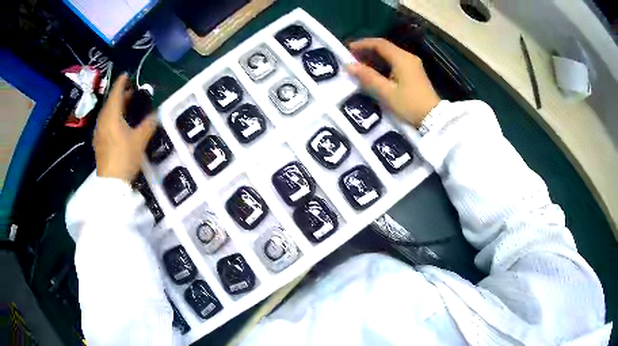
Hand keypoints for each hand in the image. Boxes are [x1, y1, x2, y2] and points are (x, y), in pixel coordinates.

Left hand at [93, 74, 156, 181]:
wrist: (111, 183)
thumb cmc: (124, 156)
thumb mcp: (140, 139)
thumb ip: (148, 123)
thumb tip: (155, 114)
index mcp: (111, 115)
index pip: (116, 93)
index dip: (122, 82)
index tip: (127, 74)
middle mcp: (103, 120)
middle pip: (111, 102)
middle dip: (121, 95)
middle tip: (132, 91)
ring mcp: (99, 132)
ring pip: (108, 113)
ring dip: (117, 106)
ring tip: (127, 105)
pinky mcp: (99, 142)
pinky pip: (106, 122)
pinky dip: (113, 117)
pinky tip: (120, 123)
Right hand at [347, 38, 440, 127]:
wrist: (433, 117)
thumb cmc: (409, 104)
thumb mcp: (386, 92)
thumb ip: (368, 77)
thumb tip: (350, 66)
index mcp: (401, 58)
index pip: (379, 43)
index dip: (362, 44)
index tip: (348, 49)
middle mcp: (408, 57)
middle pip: (385, 47)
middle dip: (367, 51)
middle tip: (352, 59)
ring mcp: (413, 64)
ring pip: (390, 55)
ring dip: (374, 58)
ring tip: (360, 66)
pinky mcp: (414, 72)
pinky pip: (395, 62)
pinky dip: (383, 64)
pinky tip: (375, 72)